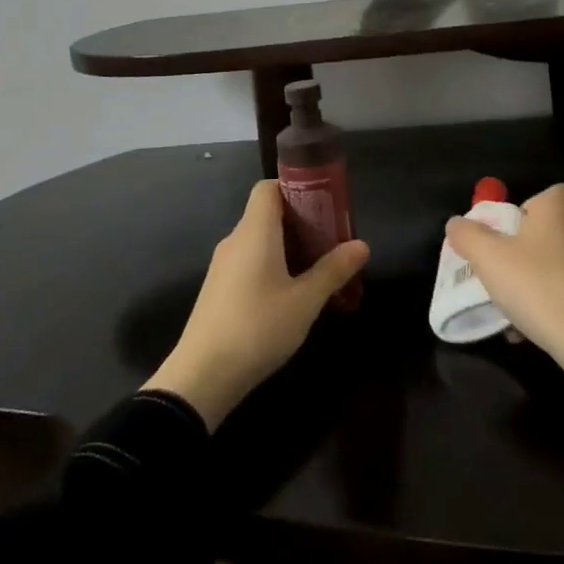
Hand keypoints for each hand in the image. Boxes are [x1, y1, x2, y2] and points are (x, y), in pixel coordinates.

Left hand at [143, 180, 370, 429]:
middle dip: (300, 222)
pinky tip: (289, 294)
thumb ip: (333, 270)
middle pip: (267, 214)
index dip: (295, 188)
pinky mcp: (217, 289)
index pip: (268, 187)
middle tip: (330, 240)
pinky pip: (248, 262)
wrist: (202, 376)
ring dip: (287, 247)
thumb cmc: (258, 327)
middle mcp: (235, 240)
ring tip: (317, 269)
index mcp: (255, 231)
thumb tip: (362, 245)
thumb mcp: (305, 301)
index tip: (322, 206)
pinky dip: (270, 265)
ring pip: (258, 241)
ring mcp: (222, 266)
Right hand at [444, 183, 563, 366]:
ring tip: (536, 317)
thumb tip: (457, 223)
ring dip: (561, 284)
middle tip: (517, 281)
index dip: (536, 208)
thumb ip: (468, 235)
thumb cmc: (538, 288)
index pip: (557, 193)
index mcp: (560, 213)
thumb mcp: (487, 259)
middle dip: (542, 254)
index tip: (517, 235)